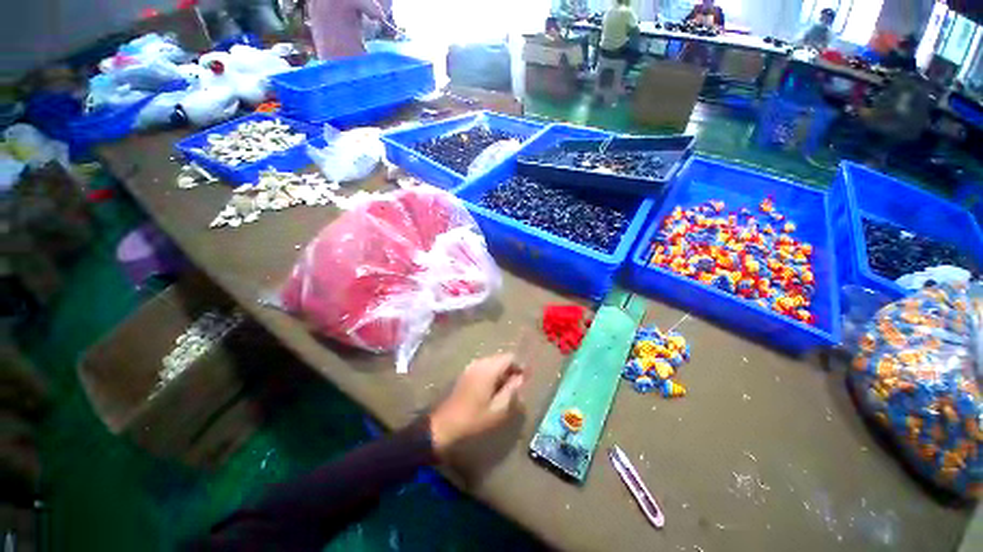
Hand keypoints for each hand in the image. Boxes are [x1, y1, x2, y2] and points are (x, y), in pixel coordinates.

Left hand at [429, 354, 526, 459]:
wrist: (444, 424)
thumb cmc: (474, 418)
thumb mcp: (498, 409)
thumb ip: (512, 390)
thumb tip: (521, 378)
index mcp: (488, 369)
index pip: (509, 357)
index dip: (520, 366)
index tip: (525, 379)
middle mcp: (479, 363)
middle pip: (501, 358)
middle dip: (510, 370)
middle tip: (516, 387)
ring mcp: (471, 366)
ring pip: (492, 363)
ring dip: (501, 372)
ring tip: (505, 390)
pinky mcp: (466, 373)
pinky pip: (484, 367)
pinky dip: (492, 374)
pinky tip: (492, 390)